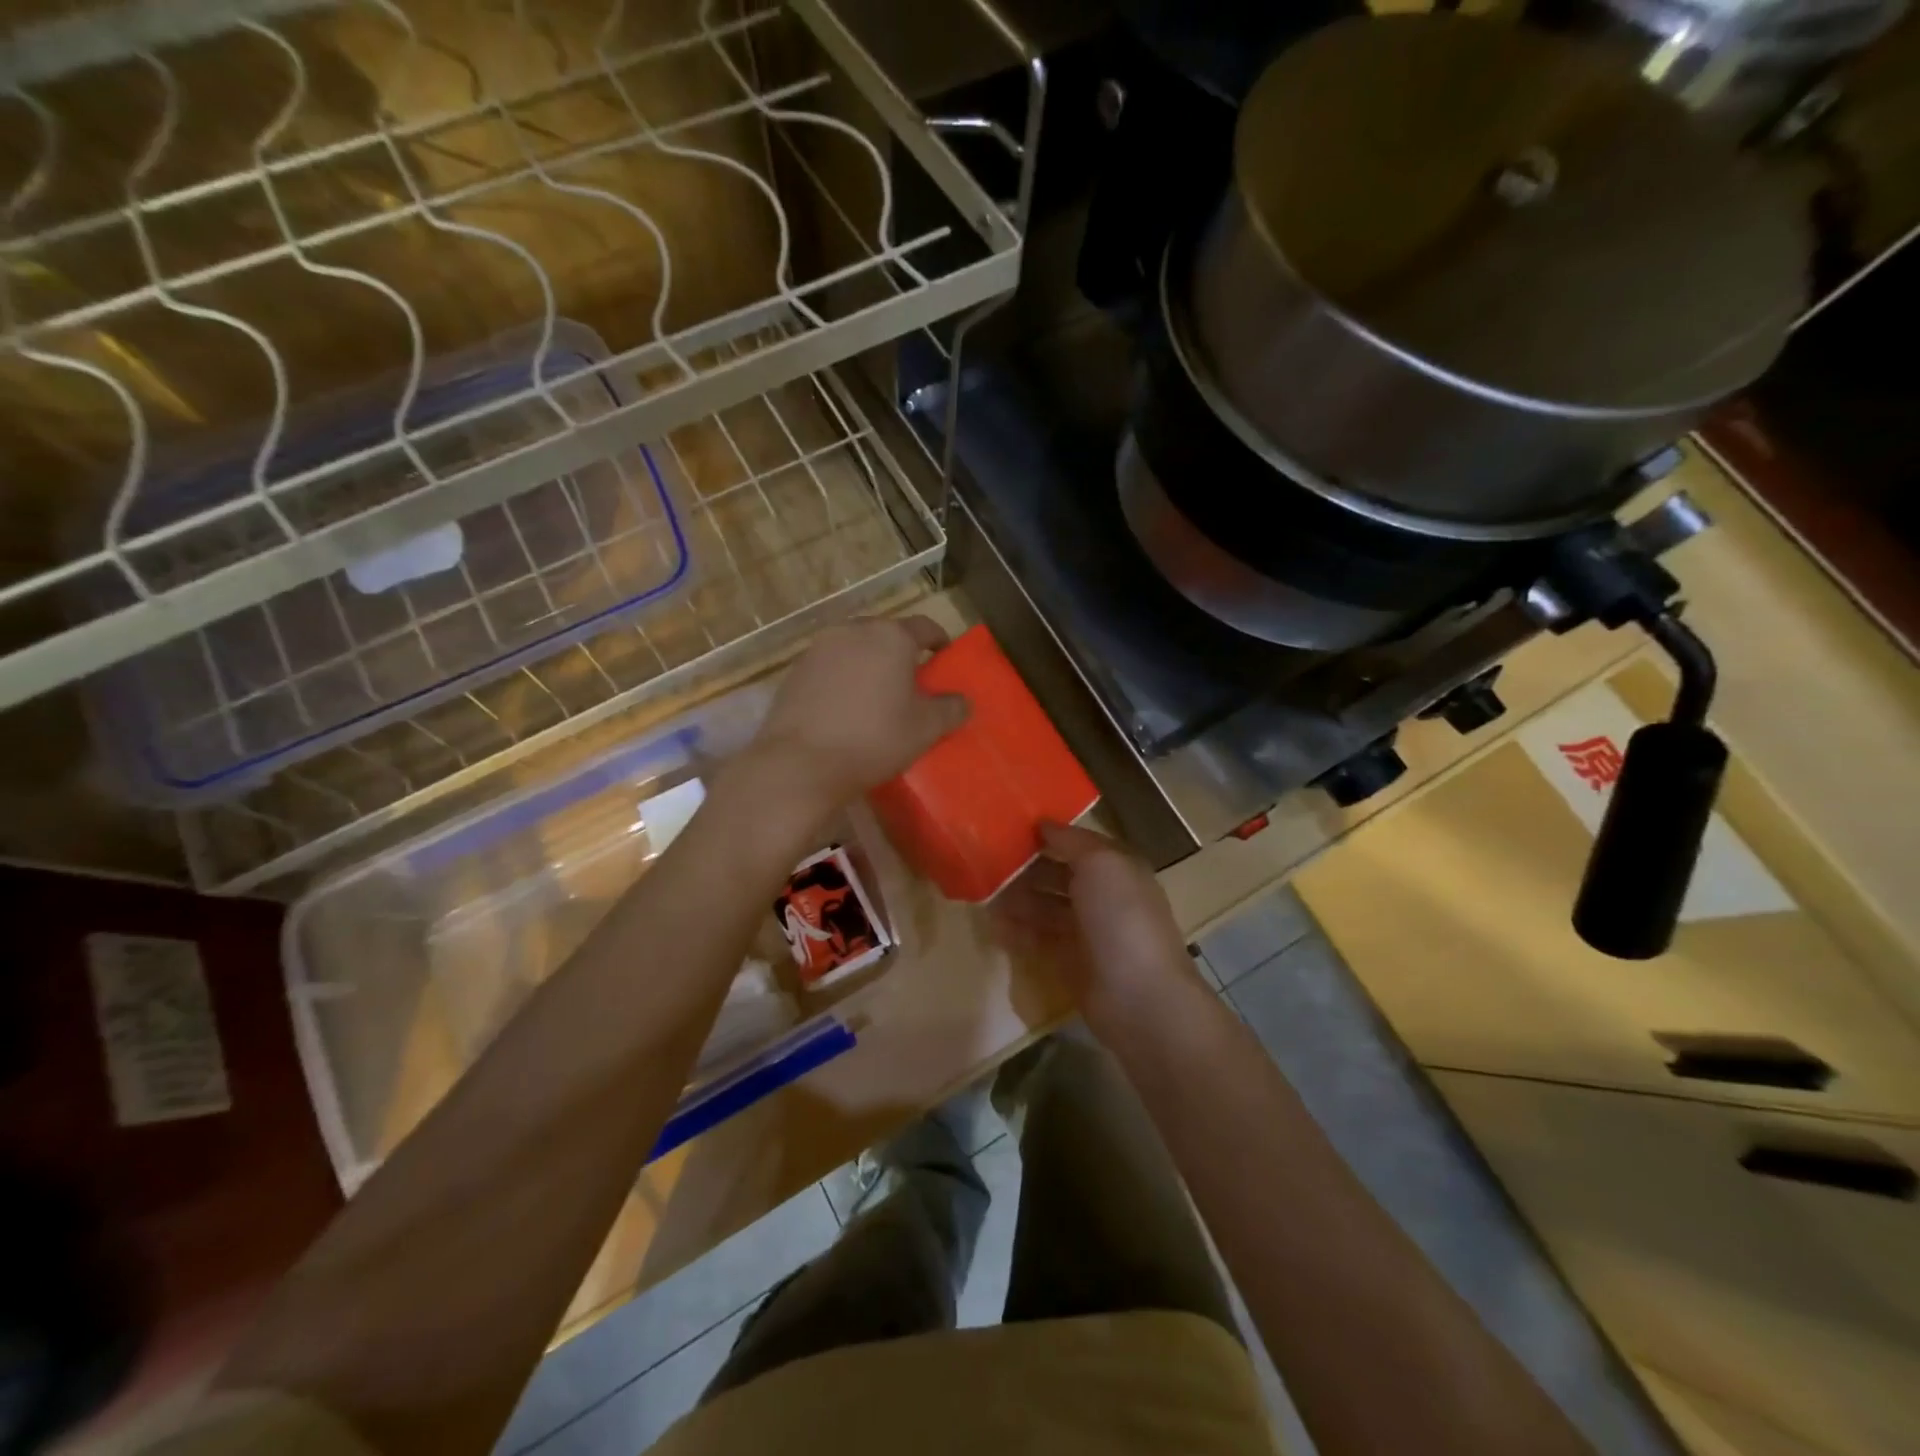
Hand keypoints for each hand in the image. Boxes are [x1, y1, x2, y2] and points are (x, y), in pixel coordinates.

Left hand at [747, 615, 967, 814]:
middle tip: (910, 682)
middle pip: (886, 635)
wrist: (800, 764)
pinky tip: (844, 709)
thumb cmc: (874, 740)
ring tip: (876, 696)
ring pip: (854, 649)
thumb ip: (950, 709)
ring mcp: (818, 648)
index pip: (925, 627)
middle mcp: (853, 630)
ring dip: (868, 665)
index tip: (944, 658)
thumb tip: (963, 701)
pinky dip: (842, 679)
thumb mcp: (925, 729)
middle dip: (900, 654)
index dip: (939, 641)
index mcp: (891, 637)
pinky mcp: (794, 671)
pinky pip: (829, 667)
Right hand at [995, 821, 1202, 1040]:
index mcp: (1116, 868)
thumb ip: (1071, 840)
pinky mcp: (1070, 961)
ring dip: (1016, 898)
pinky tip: (992, 924)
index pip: (1077, 843)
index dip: (1047, 834)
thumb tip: (1043, 823)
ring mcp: (1086, 930)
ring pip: (1044, 905)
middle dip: (1025, 866)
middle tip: (985, 859)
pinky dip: (1016, 930)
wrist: (1139, 997)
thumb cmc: (1122, 918)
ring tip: (982, 890)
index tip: (1007, 825)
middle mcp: (1102, 895)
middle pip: (1057, 873)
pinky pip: (1037, 938)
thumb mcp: (1102, 864)